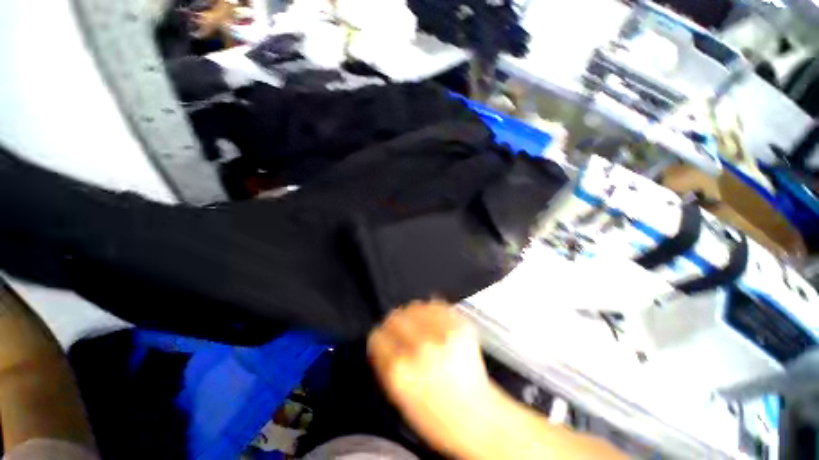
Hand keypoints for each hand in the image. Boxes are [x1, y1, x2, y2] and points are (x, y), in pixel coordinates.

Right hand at [368, 301, 493, 455]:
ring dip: (412, 315)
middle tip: (401, 332)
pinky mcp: (461, 325)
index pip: (378, 336)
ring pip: (414, 306)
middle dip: (394, 325)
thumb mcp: (397, 397)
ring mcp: (442, 333)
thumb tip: (379, 338)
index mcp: (400, 371)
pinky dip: (431, 311)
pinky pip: (436, 305)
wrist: (477, 417)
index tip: (385, 341)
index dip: (380, 339)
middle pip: (395, 317)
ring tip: (418, 326)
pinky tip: (434, 322)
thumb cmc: (434, 416)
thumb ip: (384, 363)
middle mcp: (420, 347)